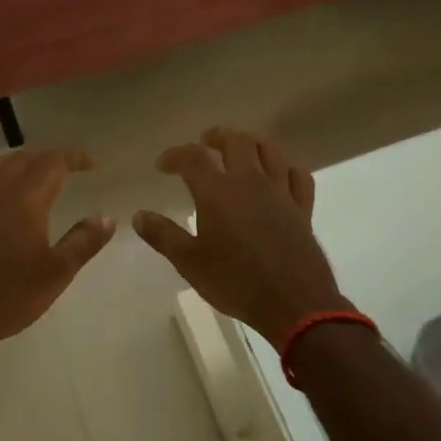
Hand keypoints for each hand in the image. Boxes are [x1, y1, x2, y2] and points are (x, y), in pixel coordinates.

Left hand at [0, 147, 114, 354]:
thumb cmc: (10, 295)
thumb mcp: (57, 273)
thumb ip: (83, 242)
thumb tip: (106, 218)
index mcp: (25, 200)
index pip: (51, 163)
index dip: (72, 157)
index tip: (89, 162)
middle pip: (22, 160)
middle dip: (46, 158)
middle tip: (64, 167)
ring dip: (15, 163)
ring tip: (29, 172)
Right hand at [134, 128, 347, 350]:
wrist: (294, 304)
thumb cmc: (236, 282)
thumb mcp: (190, 263)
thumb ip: (163, 235)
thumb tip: (139, 216)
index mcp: (218, 192)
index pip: (193, 157)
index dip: (175, 155)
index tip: (163, 166)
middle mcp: (250, 182)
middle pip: (236, 141)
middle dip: (217, 137)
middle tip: (205, 142)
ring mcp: (280, 192)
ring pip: (269, 150)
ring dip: (251, 143)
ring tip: (240, 149)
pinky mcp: (302, 208)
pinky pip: (298, 175)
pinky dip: (285, 167)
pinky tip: (278, 174)